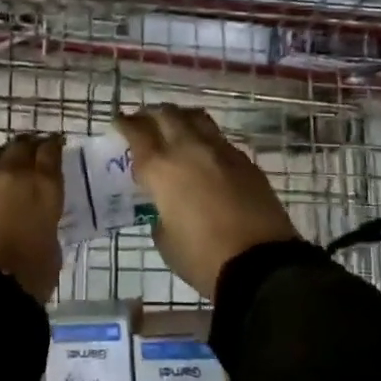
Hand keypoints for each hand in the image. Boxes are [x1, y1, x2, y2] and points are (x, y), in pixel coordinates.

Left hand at [0, 133, 63, 303]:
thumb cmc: (30, 275)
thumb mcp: (52, 244)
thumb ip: (45, 220)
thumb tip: (36, 218)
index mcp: (42, 185)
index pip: (50, 151)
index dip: (53, 146)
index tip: (55, 145)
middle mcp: (11, 174)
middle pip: (20, 146)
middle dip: (28, 147)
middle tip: (32, 152)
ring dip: (1, 159)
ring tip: (5, 167)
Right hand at [112, 105, 298, 299]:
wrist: (261, 264)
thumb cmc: (203, 258)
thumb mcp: (166, 241)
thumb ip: (160, 215)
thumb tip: (166, 207)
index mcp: (161, 168)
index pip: (137, 133)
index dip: (125, 124)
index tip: (119, 122)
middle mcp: (189, 149)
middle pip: (166, 115)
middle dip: (151, 115)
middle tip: (144, 122)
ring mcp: (220, 151)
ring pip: (195, 118)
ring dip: (180, 118)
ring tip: (175, 126)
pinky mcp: (245, 160)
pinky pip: (219, 138)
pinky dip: (205, 138)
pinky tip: (204, 152)